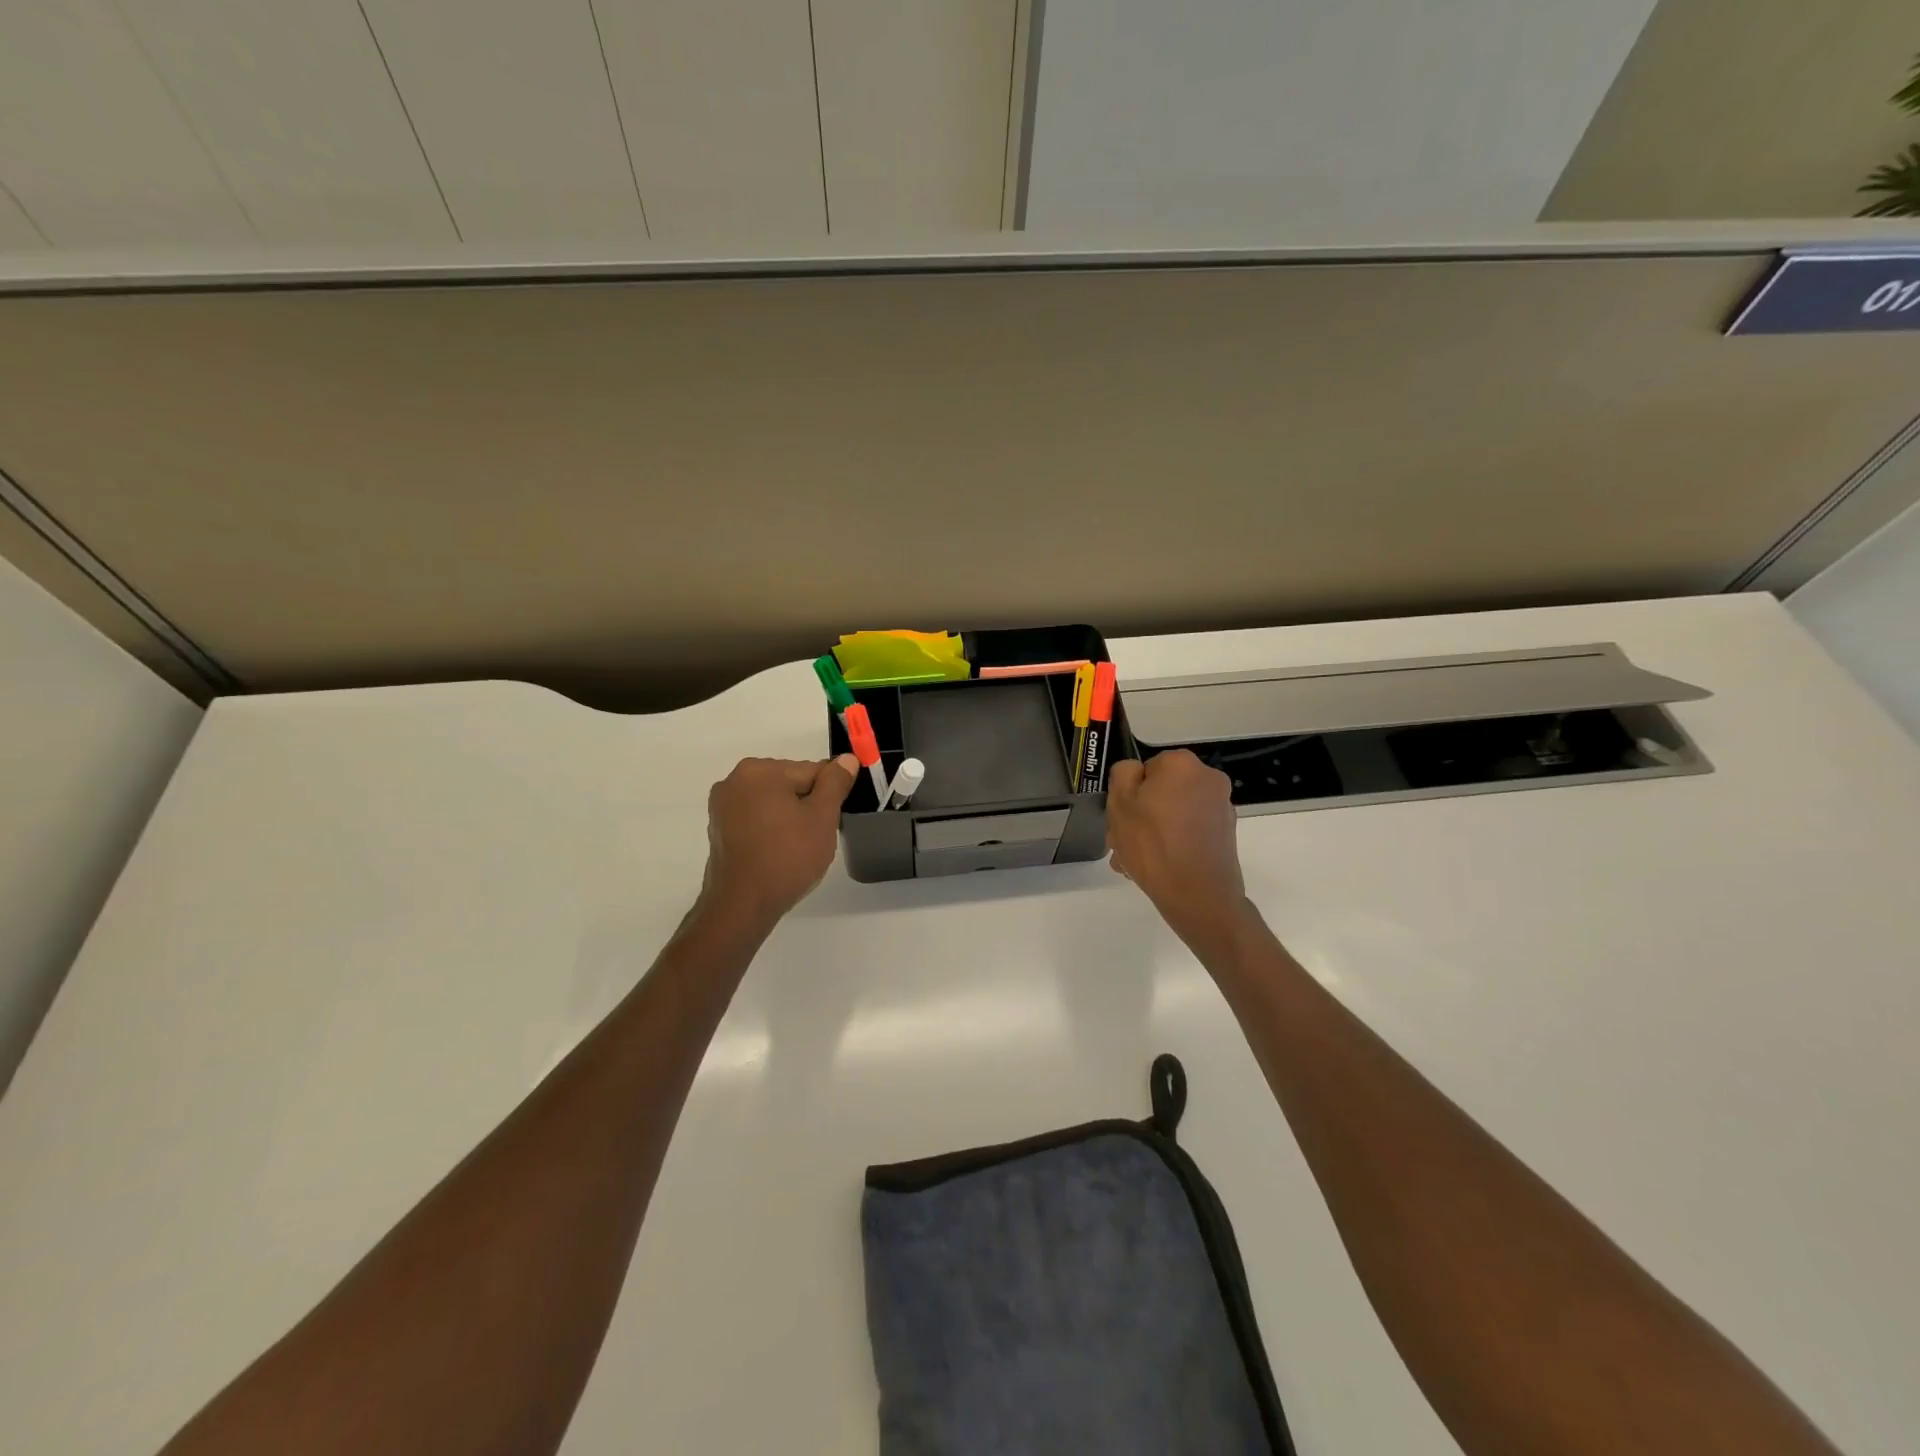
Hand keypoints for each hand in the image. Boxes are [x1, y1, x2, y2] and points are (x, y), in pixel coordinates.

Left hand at [699, 755, 856, 926]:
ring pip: (773, 803)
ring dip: (789, 818)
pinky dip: (770, 830)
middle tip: (815, 838)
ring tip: (796, 849)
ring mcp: (722, 806)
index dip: (829, 795)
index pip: (811, 771)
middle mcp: (735, 780)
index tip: (832, 820)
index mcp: (760, 770)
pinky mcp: (719, 829)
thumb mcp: (822, 817)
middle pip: (790, 784)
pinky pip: (756, 819)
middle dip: (807, 805)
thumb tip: (847, 758)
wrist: (742, 905)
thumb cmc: (787, 857)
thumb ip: (835, 783)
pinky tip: (777, 853)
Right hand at [1106, 751, 1254, 948]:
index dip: (1129, 793)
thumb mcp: (1120, 803)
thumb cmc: (1152, 844)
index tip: (1120, 818)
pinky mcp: (1225, 835)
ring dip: (1153, 832)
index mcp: (1182, 764)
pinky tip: (1157, 867)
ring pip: (1174, 813)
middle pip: (1162, 791)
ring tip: (1135, 862)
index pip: (1146, 768)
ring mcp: (1221, 808)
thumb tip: (1135, 772)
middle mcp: (1208, 779)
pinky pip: (1189, 831)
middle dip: (1140, 815)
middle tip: (1122, 844)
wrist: (1197, 896)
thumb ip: (1123, 774)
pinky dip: (1173, 843)